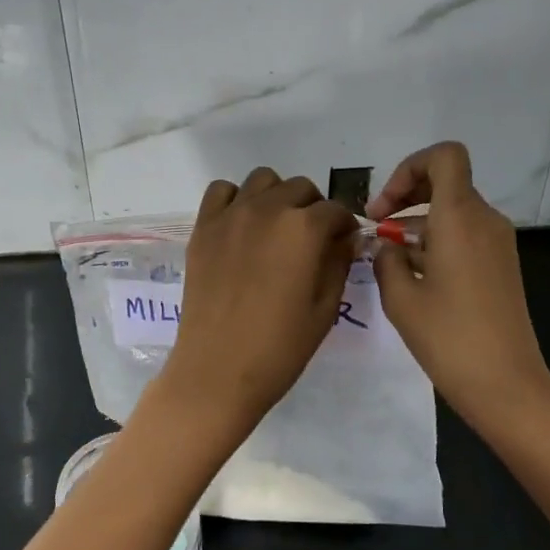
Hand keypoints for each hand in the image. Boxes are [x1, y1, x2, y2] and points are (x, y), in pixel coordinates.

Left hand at [161, 168, 358, 437]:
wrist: (217, 369)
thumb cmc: (280, 347)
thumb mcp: (325, 308)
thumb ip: (338, 263)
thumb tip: (346, 238)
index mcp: (304, 229)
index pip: (336, 211)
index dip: (344, 227)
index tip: (344, 245)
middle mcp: (268, 209)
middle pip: (301, 188)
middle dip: (314, 209)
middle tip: (312, 240)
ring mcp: (231, 215)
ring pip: (263, 180)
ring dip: (277, 197)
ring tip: (276, 229)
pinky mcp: (203, 227)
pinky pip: (222, 191)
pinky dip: (236, 200)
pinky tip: (241, 226)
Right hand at [370, 142, 549, 431]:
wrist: (506, 384)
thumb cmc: (449, 338)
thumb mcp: (401, 298)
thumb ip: (386, 260)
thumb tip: (387, 245)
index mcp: (460, 217)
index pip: (444, 156)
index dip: (409, 167)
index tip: (385, 207)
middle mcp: (484, 220)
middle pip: (445, 182)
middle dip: (405, 197)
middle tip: (375, 227)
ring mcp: (497, 243)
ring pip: (452, 210)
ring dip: (417, 222)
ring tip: (386, 256)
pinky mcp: (501, 265)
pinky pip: (465, 235)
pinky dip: (436, 241)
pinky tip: (412, 274)